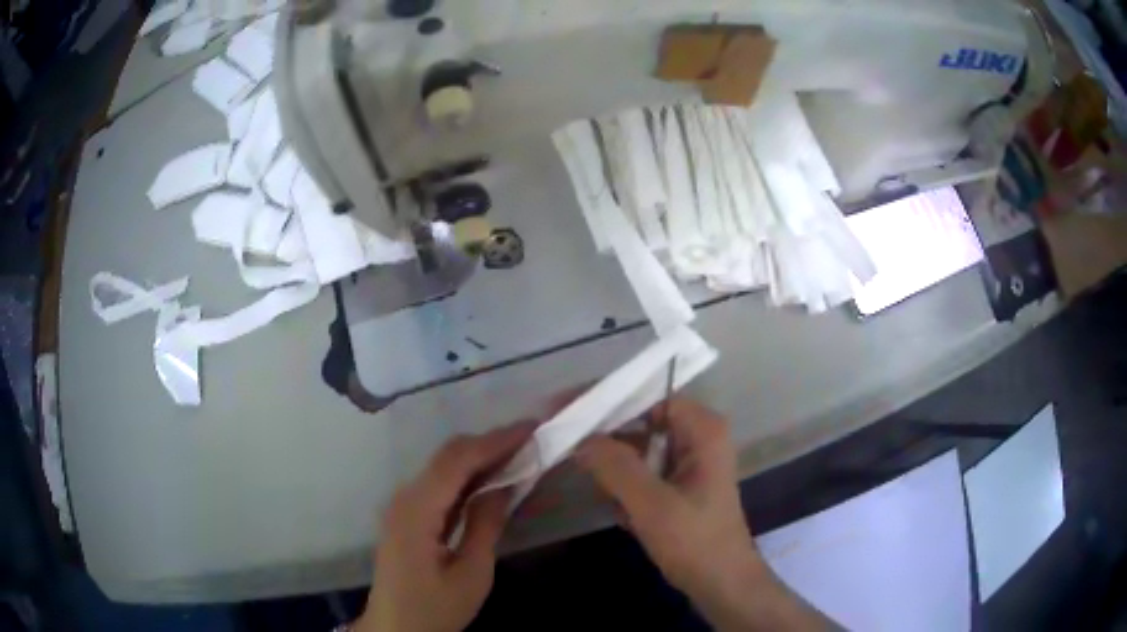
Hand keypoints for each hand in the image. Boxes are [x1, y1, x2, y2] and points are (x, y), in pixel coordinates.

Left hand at [356, 422, 534, 631]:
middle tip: (531, 441)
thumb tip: (506, 484)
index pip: (456, 461)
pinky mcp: (406, 515)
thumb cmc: (434, 609)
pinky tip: (492, 481)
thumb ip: (486, 525)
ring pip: (443, 467)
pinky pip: (439, 486)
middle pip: (447, 457)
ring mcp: (402, 505)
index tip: (532, 429)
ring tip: (520, 456)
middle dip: (489, 444)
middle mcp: (404, 498)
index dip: (495, 441)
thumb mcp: (470, 574)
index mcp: (416, 511)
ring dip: (480, 458)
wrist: (395, 629)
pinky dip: (467, 477)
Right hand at [575, 398, 831, 630]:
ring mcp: (688, 462)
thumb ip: (616, 467)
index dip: (605, 401)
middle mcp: (697, 437)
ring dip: (615, 472)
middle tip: (563, 447)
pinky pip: (642, 473)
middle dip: (605, 440)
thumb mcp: (653, 505)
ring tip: (605, 497)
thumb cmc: (696, 542)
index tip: (564, 410)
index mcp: (701, 430)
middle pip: (639, 422)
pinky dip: (626, 489)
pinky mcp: (679, 485)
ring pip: (637, 450)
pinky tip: (623, 514)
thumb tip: (580, 438)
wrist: (722, 584)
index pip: (646, 396)